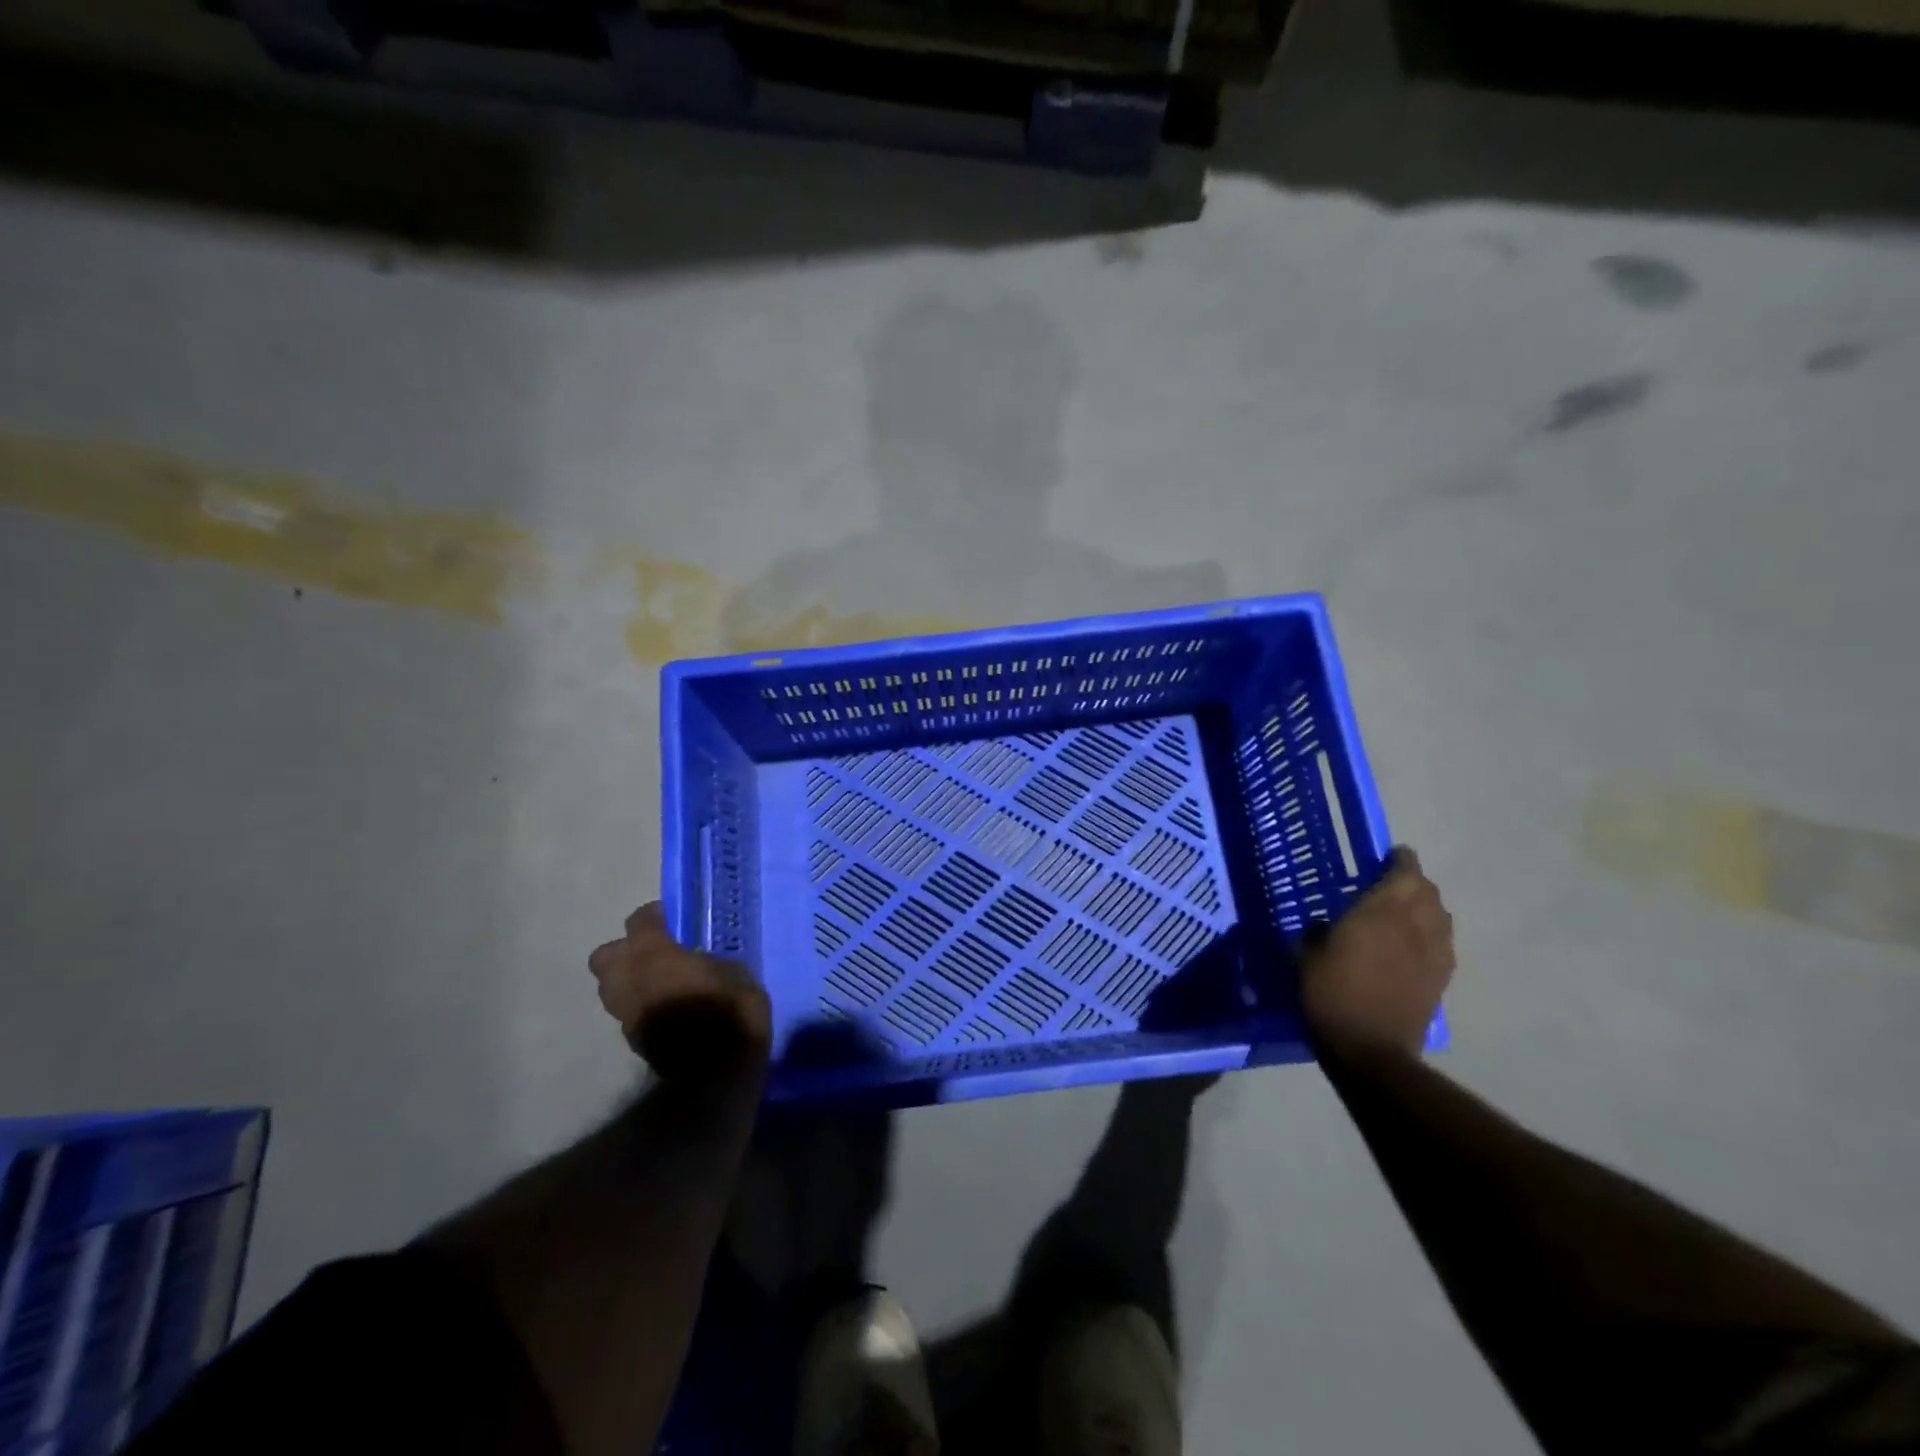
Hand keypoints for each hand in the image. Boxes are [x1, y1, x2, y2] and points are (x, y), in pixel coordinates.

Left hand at [590, 904, 772, 1081]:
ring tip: (663, 981)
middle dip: (627, 950)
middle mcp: (629, 978)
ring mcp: (626, 1011)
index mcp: (653, 954)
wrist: (714, 1075)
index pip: (639, 920)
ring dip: (630, 980)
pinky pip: (629, 1010)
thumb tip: (701, 961)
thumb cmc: (729, 1011)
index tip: (674, 919)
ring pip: (612, 986)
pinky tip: (668, 1007)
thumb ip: (708, 960)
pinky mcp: (631, 1039)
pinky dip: (642, 1004)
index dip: (655, 916)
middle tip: (658, 952)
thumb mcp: (735, 973)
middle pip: (607, 954)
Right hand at [1300, 847, 1453, 1058]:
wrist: (1370, 1049)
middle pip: (1427, 891)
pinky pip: (1442, 943)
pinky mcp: (1441, 979)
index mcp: (1380, 912)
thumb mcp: (1305, 956)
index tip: (1388, 855)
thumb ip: (1316, 932)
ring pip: (1440, 916)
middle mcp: (1413, 925)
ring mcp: (1433, 953)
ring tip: (1405, 912)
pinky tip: (1414, 944)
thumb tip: (1324, 925)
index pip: (1403, 872)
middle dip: (1413, 882)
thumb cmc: (1330, 994)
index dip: (1399, 860)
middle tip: (1391, 884)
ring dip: (1426, 907)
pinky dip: (1432, 934)